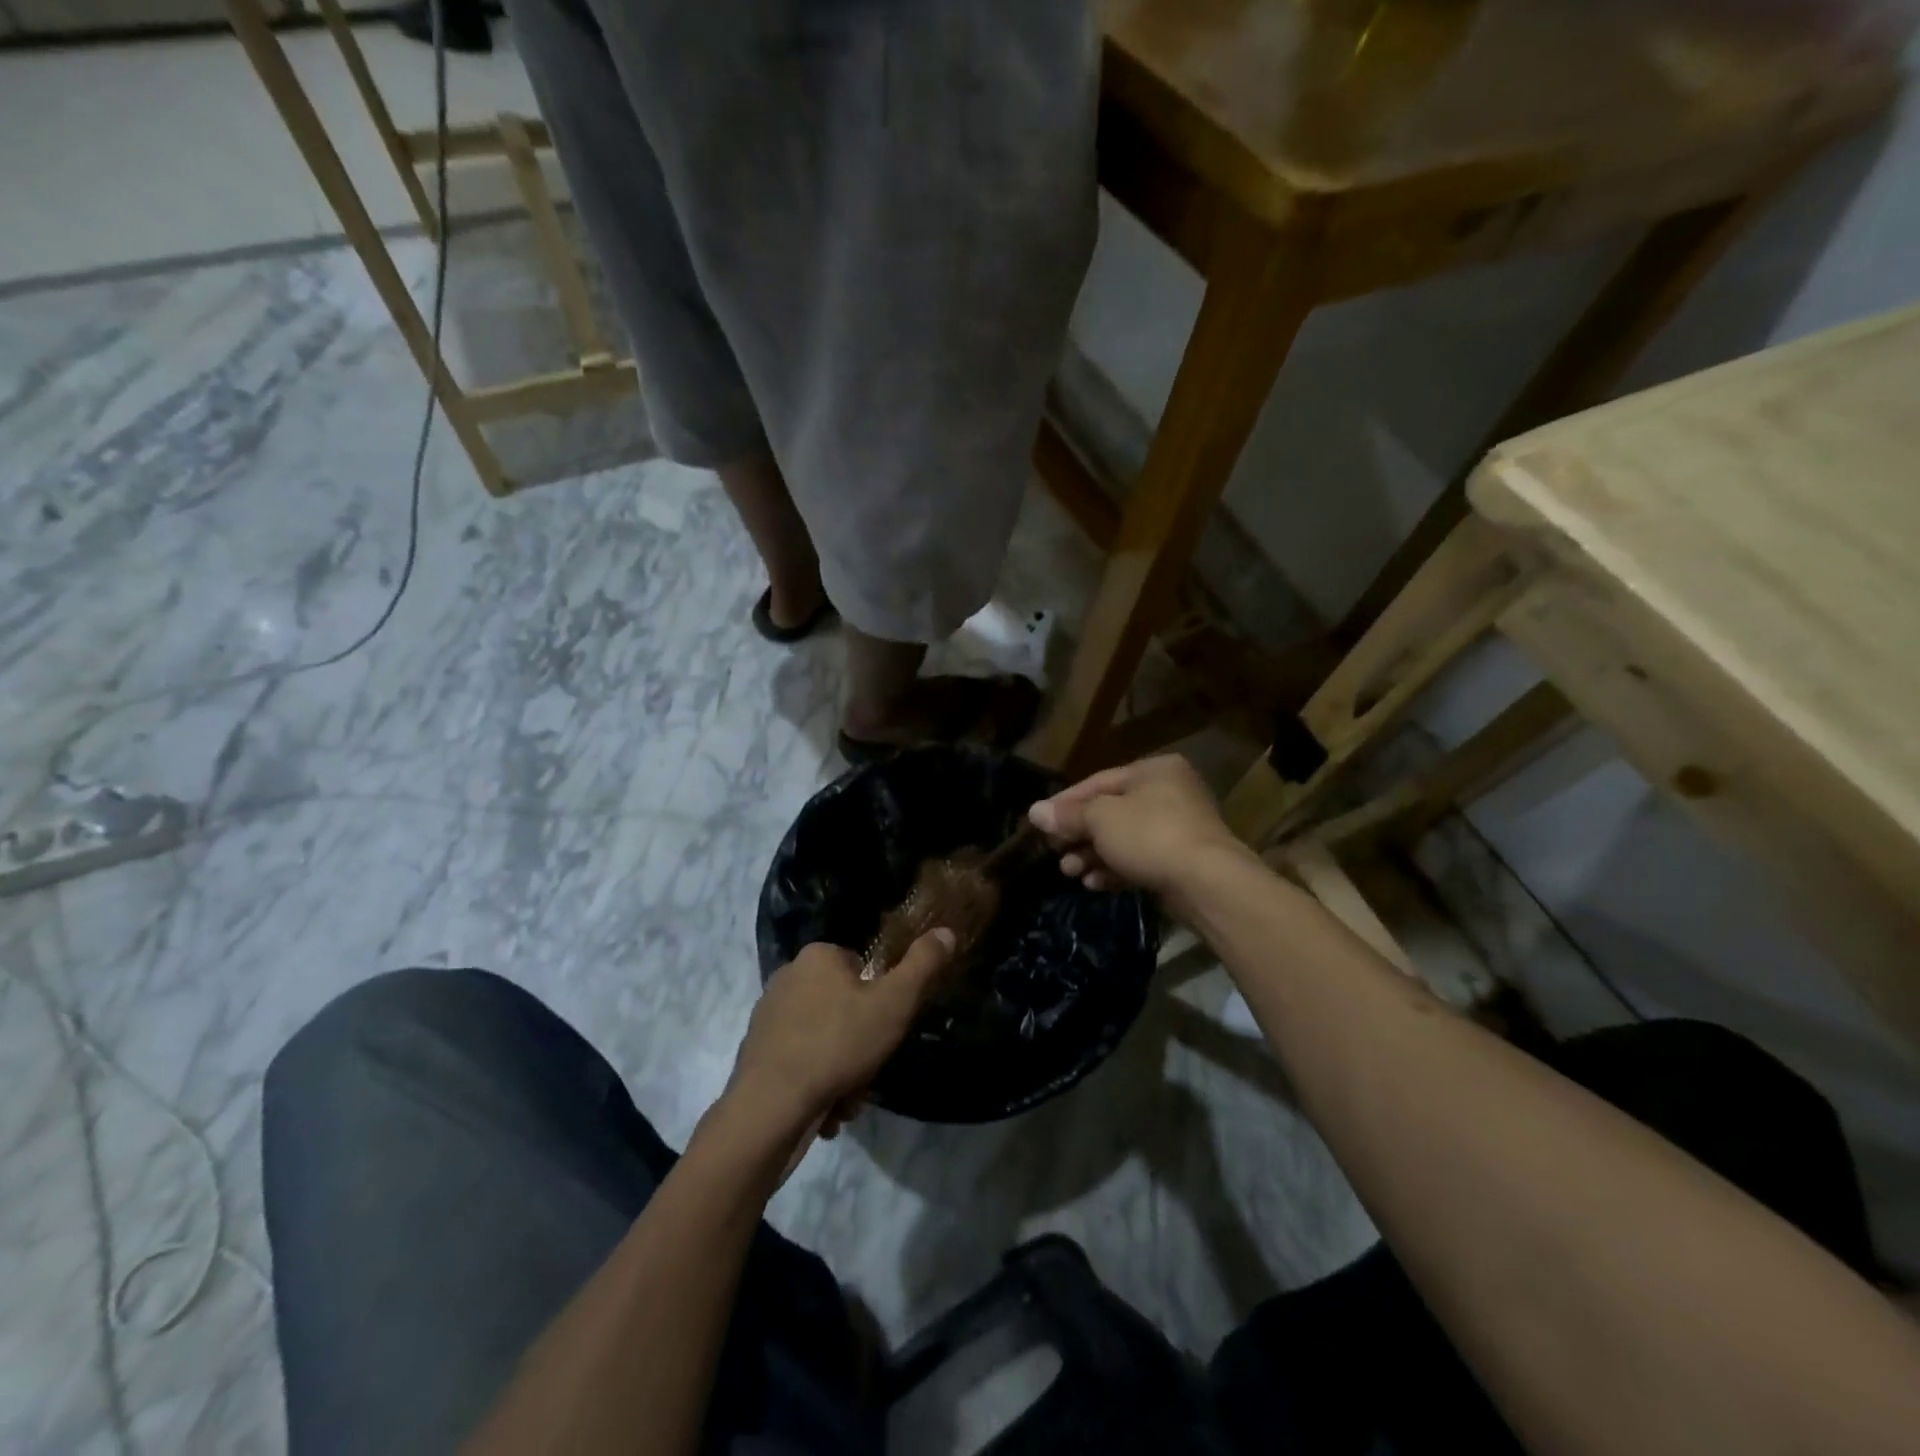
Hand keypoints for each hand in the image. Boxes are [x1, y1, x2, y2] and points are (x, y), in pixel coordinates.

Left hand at [723, 931, 955, 1156]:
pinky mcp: (756, 1053)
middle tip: (869, 1070)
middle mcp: (787, 977)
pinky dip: (817, 1083)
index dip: (881, 1000)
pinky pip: (800, 1062)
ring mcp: (767, 1016)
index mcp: (818, 956)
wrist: (770, 1108)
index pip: (861, 967)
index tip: (886, 1029)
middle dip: (862, 1043)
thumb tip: (947, 931)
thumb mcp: (894, 1003)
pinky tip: (825, 1110)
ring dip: (843, 1069)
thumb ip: (923, 965)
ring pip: (824, 1038)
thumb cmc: (838, 1044)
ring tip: (847, 1099)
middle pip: (843, 1006)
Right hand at [1028, 754, 1251, 910]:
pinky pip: (1140, 859)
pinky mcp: (1182, 860)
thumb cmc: (1149, 835)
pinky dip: (1115, 869)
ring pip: (1124, 838)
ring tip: (1070, 872)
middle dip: (1078, 834)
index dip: (1065, 803)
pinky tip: (1094, 884)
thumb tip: (1035, 811)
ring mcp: (1179, 828)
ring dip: (1092, 855)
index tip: (1039, 823)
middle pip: (1110, 811)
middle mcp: (1169, 792)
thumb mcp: (1100, 819)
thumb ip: (1068, 815)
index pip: (1097, 781)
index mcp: (1153, 770)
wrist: (1206, 882)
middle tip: (1054, 852)